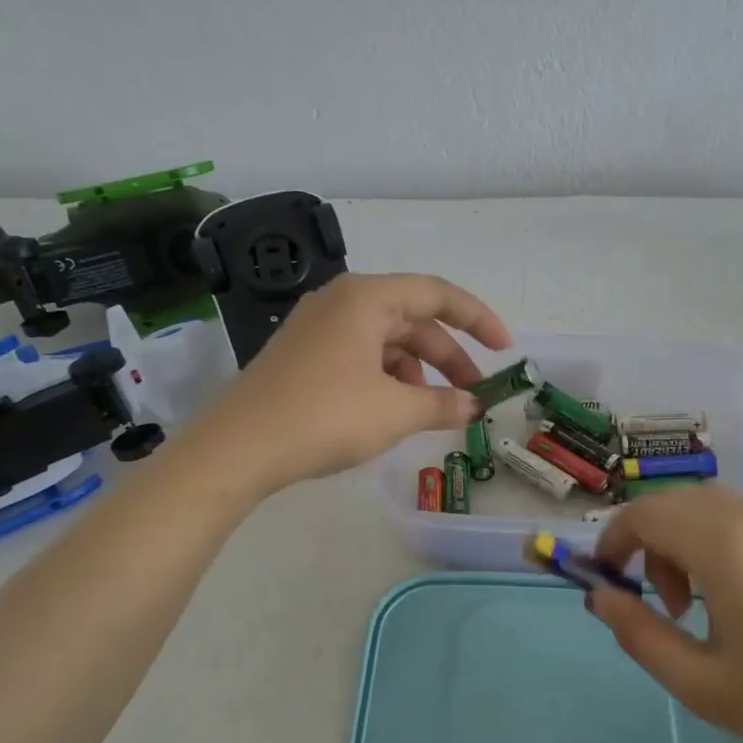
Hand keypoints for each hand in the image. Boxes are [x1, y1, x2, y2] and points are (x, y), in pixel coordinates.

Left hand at [196, 273, 511, 495]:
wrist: (239, 448)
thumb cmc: (326, 416)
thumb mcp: (395, 411)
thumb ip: (443, 404)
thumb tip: (472, 406)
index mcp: (366, 298)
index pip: (437, 294)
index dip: (477, 319)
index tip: (504, 349)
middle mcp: (341, 301)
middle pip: (411, 320)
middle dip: (447, 357)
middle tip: (473, 394)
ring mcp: (317, 328)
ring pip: (385, 341)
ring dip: (416, 372)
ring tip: (430, 411)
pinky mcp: (303, 355)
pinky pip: (359, 356)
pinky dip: (386, 379)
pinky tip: (392, 411)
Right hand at [588, 486, 742, 742]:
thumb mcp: (703, 686)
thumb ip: (639, 634)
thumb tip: (600, 596)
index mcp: (726, 547)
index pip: (645, 513)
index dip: (614, 538)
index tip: (607, 578)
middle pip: (678, 503)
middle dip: (652, 543)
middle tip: (667, 605)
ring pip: (717, 508)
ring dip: (691, 543)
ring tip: (709, 607)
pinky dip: (729, 543)